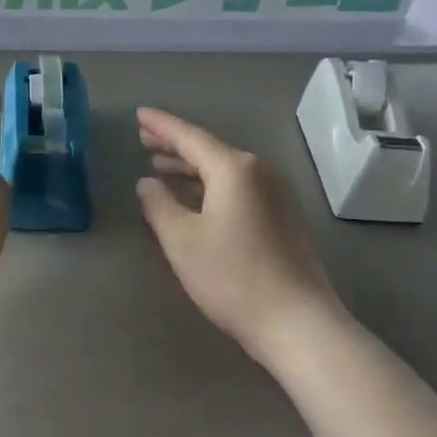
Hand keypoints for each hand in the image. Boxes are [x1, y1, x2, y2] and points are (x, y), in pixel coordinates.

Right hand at [137, 108, 342, 362]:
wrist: (298, 322)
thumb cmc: (233, 277)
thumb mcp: (182, 240)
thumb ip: (159, 205)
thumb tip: (147, 182)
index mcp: (234, 169)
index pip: (190, 137)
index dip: (161, 126)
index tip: (139, 114)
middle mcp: (259, 171)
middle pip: (209, 149)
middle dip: (175, 144)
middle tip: (144, 138)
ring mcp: (276, 194)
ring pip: (225, 169)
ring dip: (191, 167)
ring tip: (161, 166)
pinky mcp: (282, 217)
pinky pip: (238, 187)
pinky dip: (210, 185)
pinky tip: (194, 197)